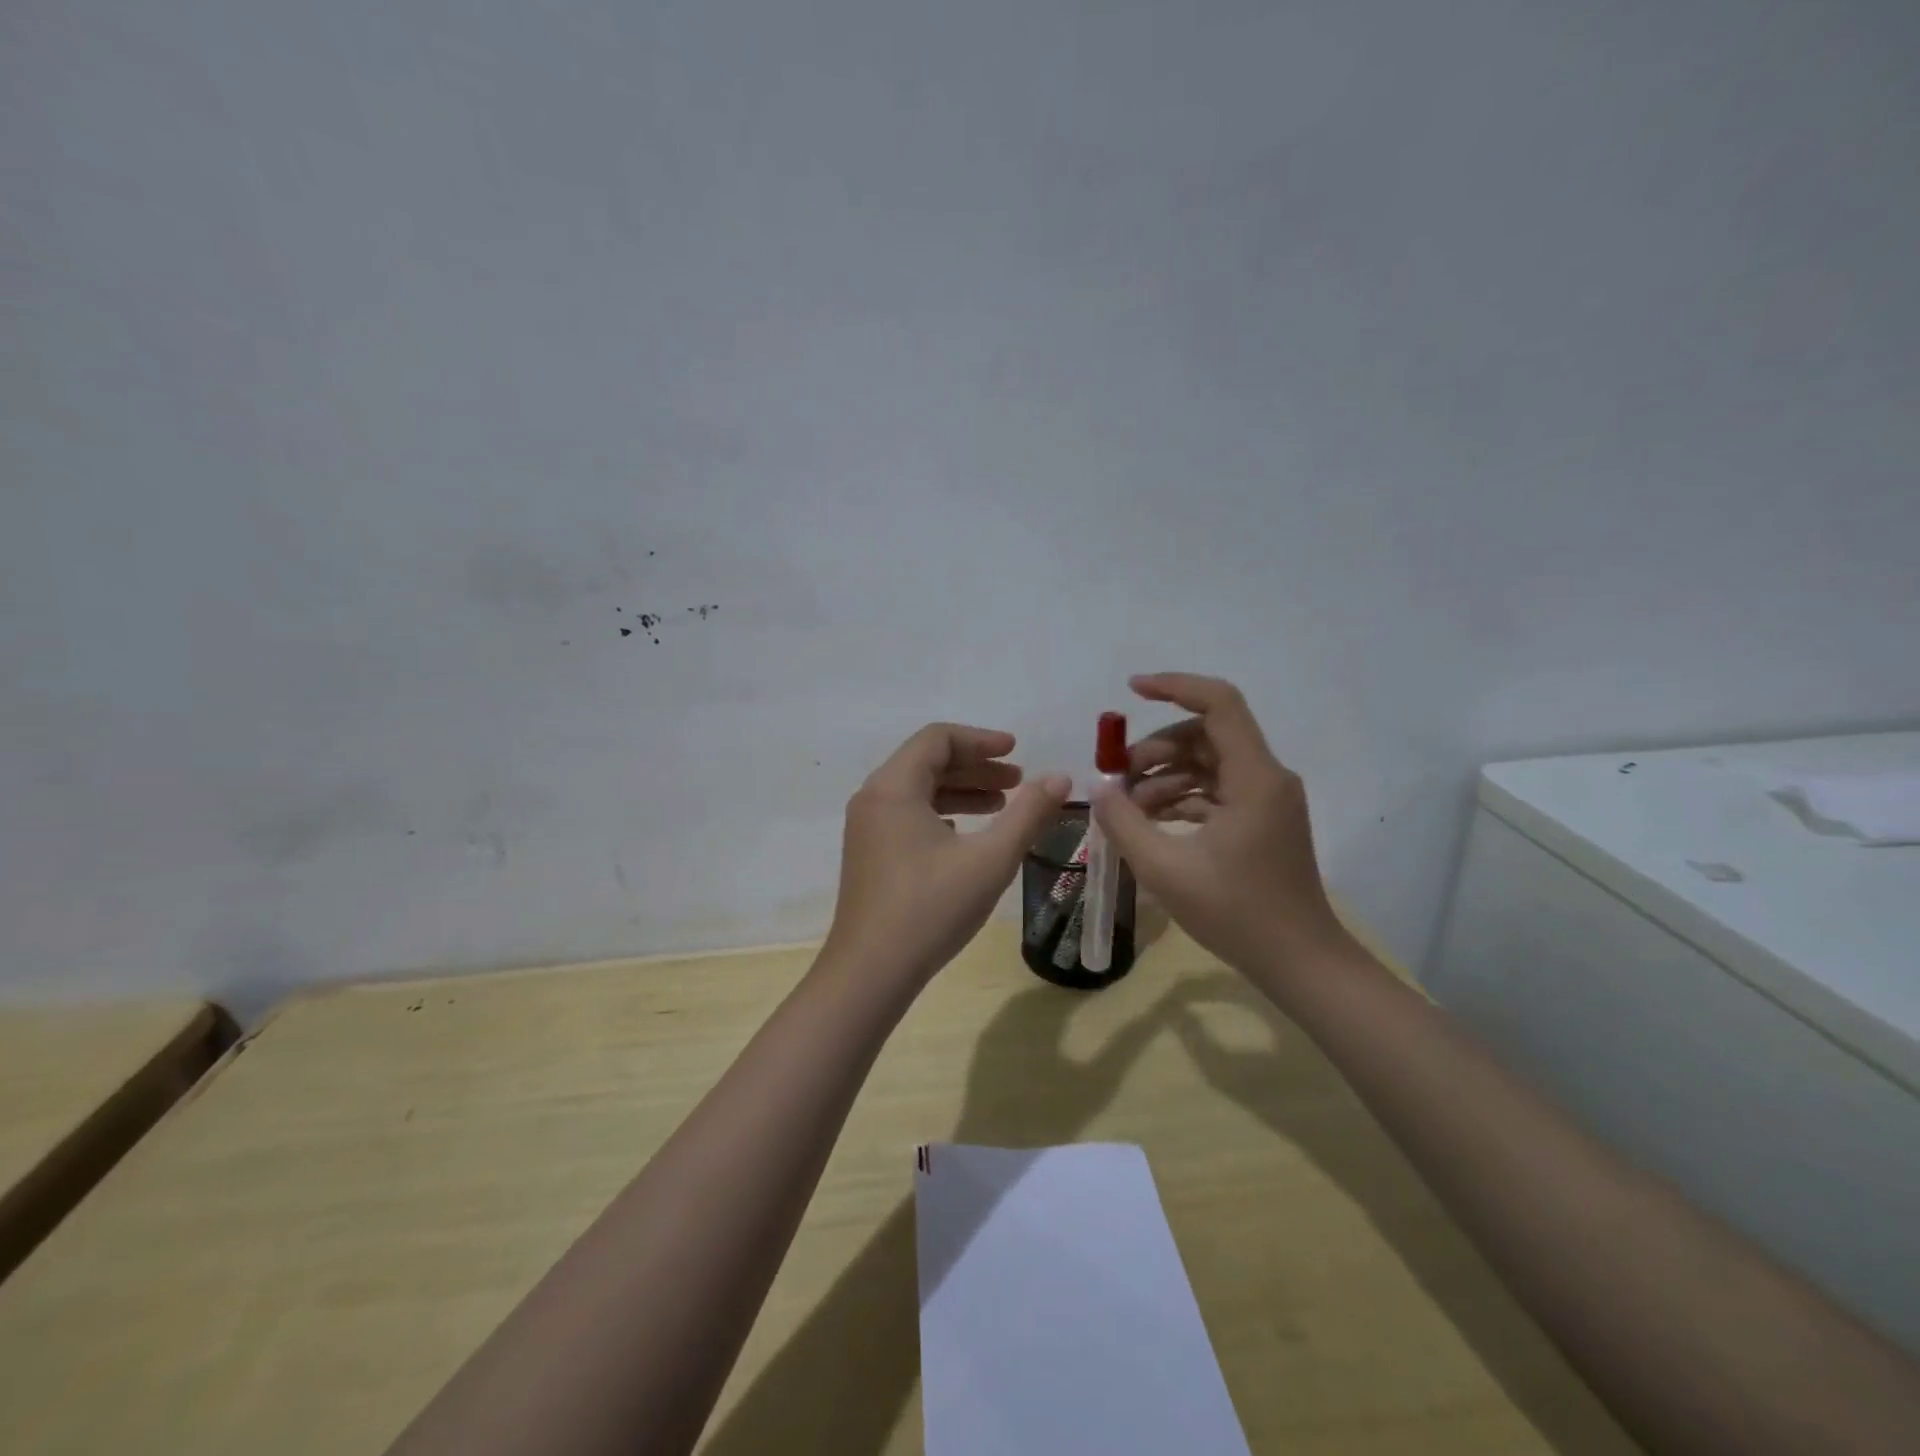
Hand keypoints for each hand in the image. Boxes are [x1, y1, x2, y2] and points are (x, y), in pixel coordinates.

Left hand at [824, 724, 1070, 986]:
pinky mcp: (869, 854)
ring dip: (962, 791)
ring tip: (1003, 804)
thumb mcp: (990, 859)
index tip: (1017, 752)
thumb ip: (1029, 813)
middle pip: (927, 761)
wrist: (870, 972)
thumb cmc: (931, 909)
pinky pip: (909, 815)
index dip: (981, 740)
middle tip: (1018, 780)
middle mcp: (874, 798)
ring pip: (918, 790)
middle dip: (976, 766)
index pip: (938, 738)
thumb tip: (1061, 777)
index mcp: (894, 787)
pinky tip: (968, 834)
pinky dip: (942, 813)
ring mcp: (867, 828)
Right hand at [1091, 673, 1353, 986]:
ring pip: (1207, 763)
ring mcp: (1266, 800)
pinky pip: (1215, 791)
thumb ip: (1124, 822)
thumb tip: (1099, 787)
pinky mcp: (1260, 821)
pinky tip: (1149, 822)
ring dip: (1164, 776)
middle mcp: (1266, 777)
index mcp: (1254, 777)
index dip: (1175, 686)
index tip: (1131, 690)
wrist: (1299, 962)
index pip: (1219, 703)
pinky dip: (1181, 797)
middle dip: (1156, 748)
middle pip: (1206, 734)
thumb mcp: (1165, 868)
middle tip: (1116, 777)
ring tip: (1126, 807)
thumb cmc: (1236, 913)